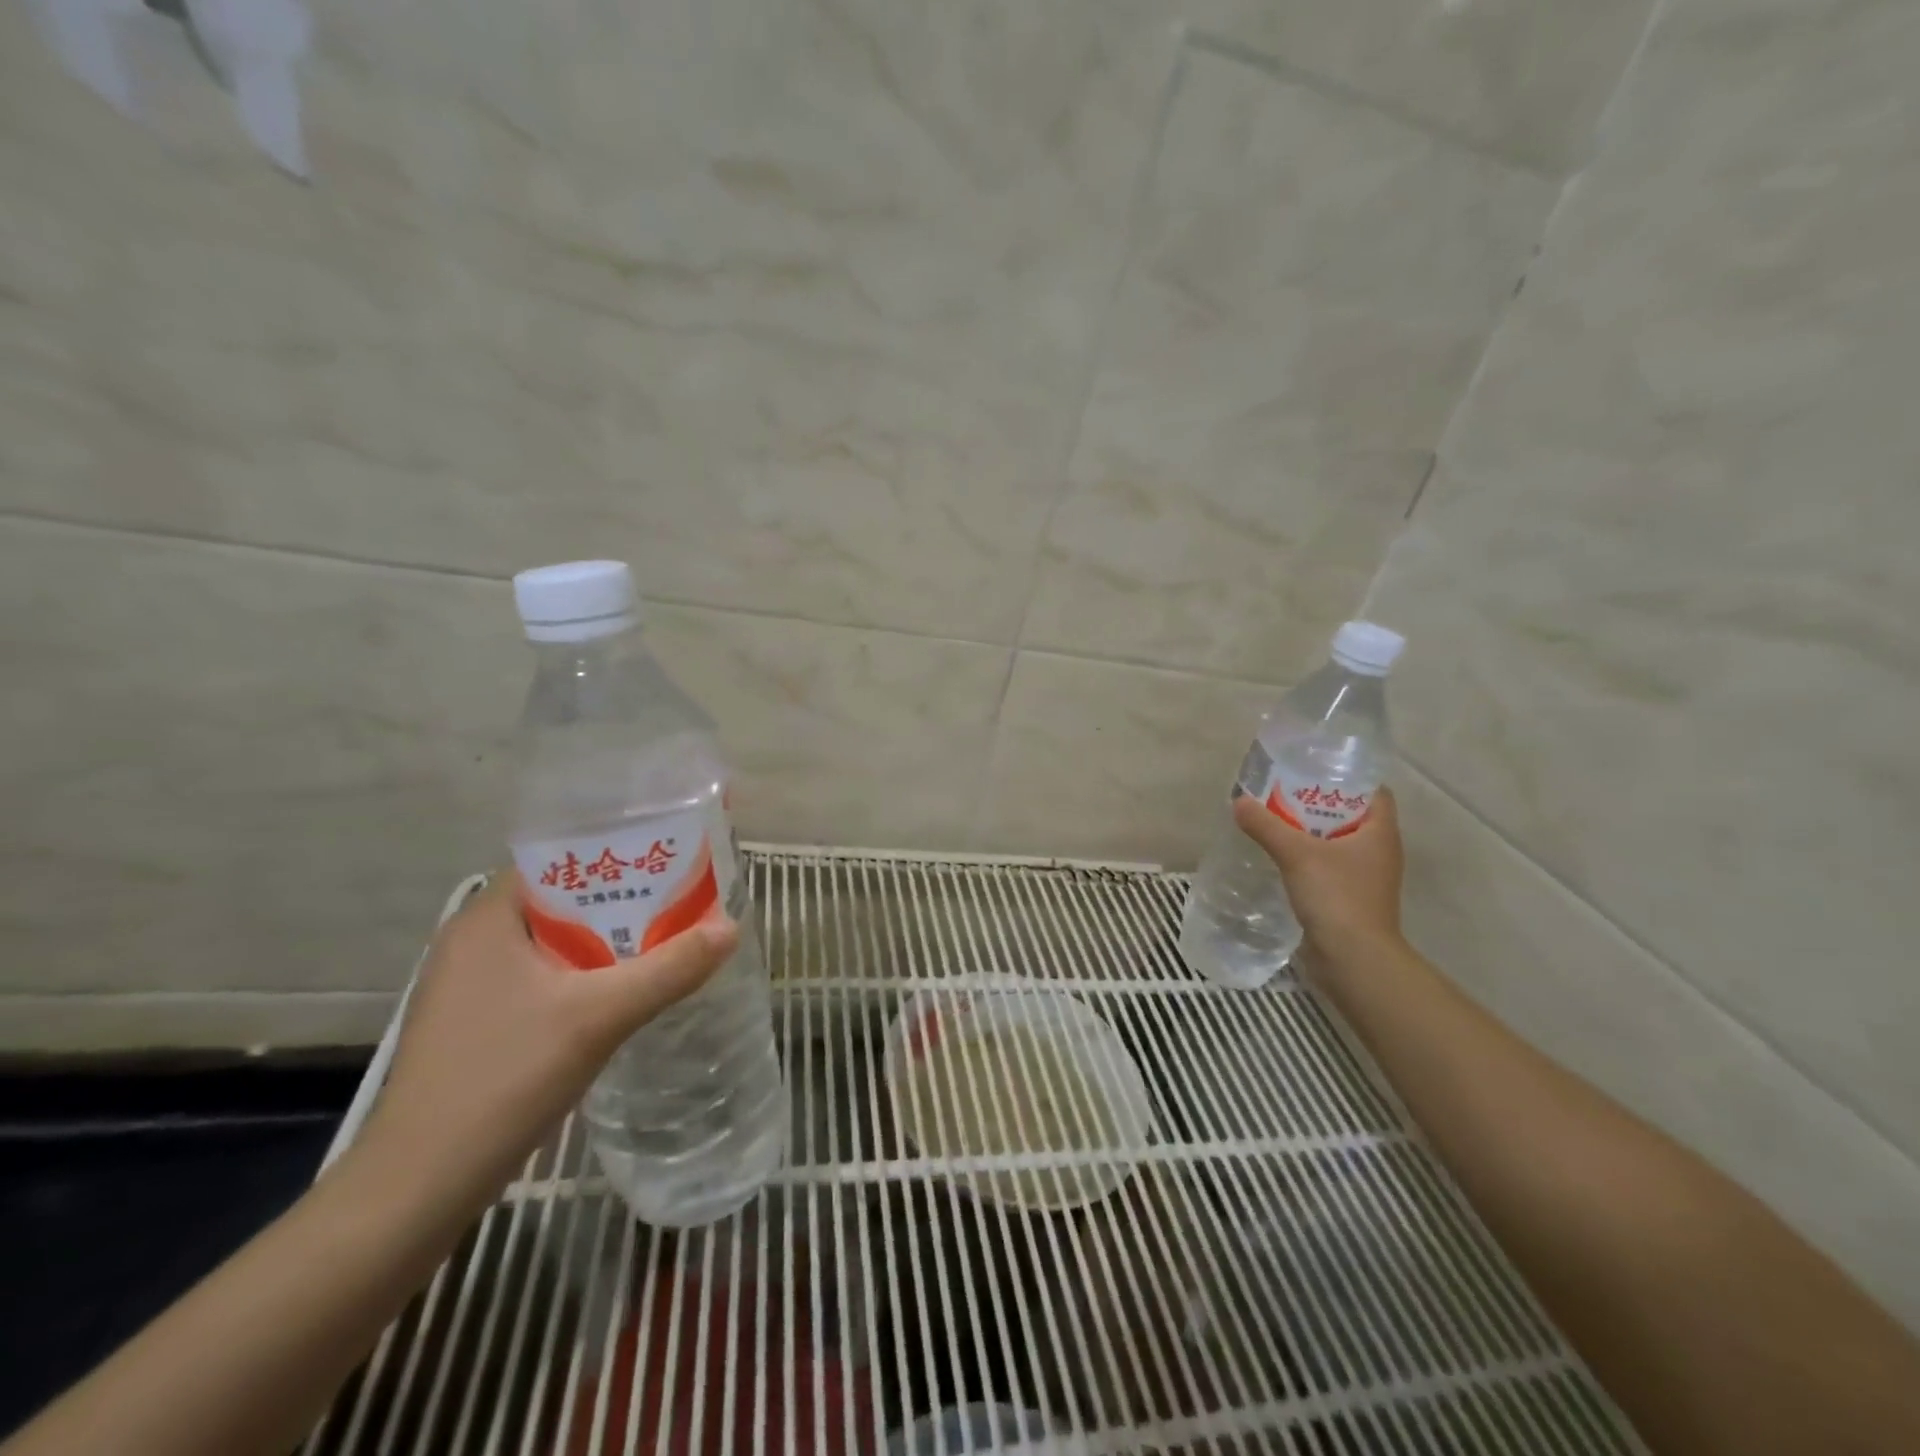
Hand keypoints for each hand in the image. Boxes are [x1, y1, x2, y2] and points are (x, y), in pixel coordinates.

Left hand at [356, 872, 738, 1209]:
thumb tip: (732, 927)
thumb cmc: (502, 1079)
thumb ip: (669, 969)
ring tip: (669, 939)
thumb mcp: (599, 1017)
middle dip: (625, 901)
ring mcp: (473, 984)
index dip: (618, 853)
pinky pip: (547, 976)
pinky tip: (626, 992)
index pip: (560, 858)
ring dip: (609, 941)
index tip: (671, 859)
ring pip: (558, 942)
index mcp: (488, 918)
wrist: (417, 1189)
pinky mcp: (480, 1021)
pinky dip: (588, 974)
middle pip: (564, 900)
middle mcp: (475, 940)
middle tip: (684, 901)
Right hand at [1232, 786, 1405, 965]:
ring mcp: (1366, 877)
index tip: (1313, 772)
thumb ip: (1267, 826)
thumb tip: (1239, 802)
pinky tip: (1282, 857)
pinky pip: (1329, 867)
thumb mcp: (1296, 854)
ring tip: (1276, 821)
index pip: (1374, 793)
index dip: (1347, 779)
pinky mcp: (1350, 899)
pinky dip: (1309, 858)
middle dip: (1319, 803)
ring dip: (1311, 832)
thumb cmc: (1337, 896)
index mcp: (1380, 833)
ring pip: (1338, 843)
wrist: (1352, 959)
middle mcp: (1379, 851)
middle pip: (1351, 816)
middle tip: (1284, 793)